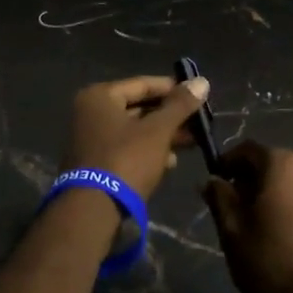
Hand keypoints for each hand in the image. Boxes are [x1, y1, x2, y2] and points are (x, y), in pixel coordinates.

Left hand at [63, 74, 211, 202]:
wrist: (94, 210)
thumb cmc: (126, 160)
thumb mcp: (158, 130)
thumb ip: (180, 105)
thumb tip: (202, 81)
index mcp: (100, 96)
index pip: (143, 84)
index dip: (173, 89)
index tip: (198, 95)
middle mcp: (90, 112)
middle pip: (139, 107)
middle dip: (170, 116)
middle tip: (199, 121)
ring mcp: (91, 138)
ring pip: (135, 130)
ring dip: (163, 135)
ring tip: (192, 142)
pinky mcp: (96, 162)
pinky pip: (127, 148)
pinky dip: (148, 150)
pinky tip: (170, 161)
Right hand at [202, 141, 292, 292]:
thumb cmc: (271, 264)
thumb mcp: (232, 231)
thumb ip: (219, 197)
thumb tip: (212, 180)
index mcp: (283, 164)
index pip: (247, 150)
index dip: (227, 163)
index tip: (216, 183)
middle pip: (274, 163)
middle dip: (253, 179)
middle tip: (237, 207)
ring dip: (277, 192)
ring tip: (264, 223)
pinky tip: (289, 233)